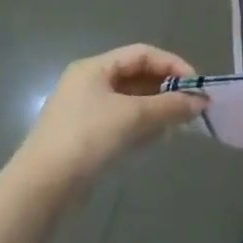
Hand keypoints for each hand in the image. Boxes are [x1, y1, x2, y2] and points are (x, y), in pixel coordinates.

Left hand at [16, 44, 206, 191]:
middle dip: (166, 90)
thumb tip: (201, 101)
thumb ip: (171, 106)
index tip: (195, 85)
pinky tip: (155, 140)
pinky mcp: (84, 137)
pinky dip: (141, 126)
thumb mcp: (134, 116)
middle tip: (190, 106)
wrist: (41, 189)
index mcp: (94, 68)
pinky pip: (121, 122)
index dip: (172, 65)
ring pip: (130, 101)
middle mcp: (88, 84)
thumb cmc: (88, 138)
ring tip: (176, 125)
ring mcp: (84, 111)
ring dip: (156, 110)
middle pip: (137, 77)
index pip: (143, 54)